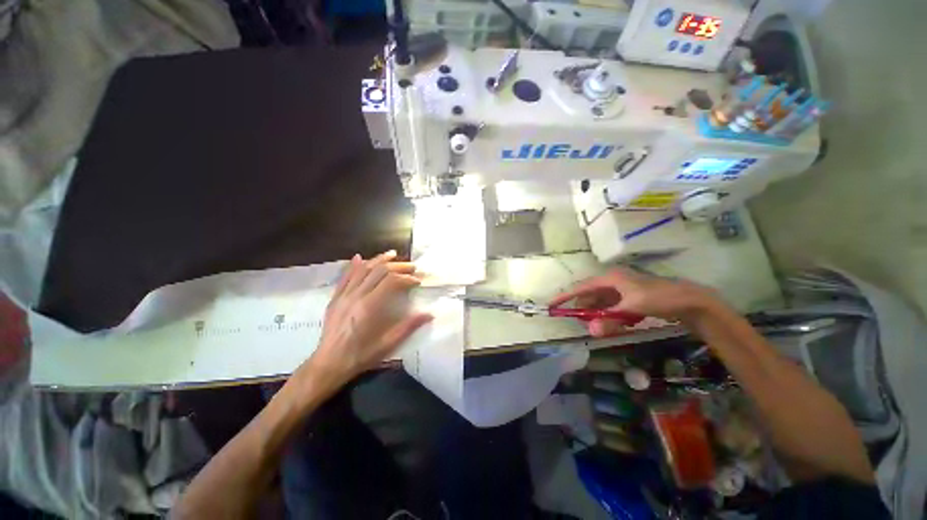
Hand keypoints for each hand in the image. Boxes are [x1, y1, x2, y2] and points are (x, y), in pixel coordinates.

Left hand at [298, 251, 432, 391]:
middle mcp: (356, 296)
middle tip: (412, 267)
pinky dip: (354, 265)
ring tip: (392, 254)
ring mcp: (343, 295)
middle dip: (398, 266)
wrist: (328, 364)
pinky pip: (345, 277)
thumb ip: (408, 326)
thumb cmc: (360, 356)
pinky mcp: (335, 298)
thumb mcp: (387, 344)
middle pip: (379, 271)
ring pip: (362, 269)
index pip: (391, 282)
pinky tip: (360, 257)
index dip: (406, 278)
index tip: (418, 281)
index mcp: (369, 307)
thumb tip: (429, 314)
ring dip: (379, 260)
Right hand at [549, 268, 718, 336]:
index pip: (581, 287)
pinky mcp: (629, 297)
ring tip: (596, 325)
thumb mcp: (632, 309)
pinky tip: (615, 323)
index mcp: (610, 278)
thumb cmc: (658, 298)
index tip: (552, 305)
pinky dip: (610, 315)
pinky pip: (612, 306)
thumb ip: (610, 320)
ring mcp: (621, 289)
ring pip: (601, 302)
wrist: (689, 300)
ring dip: (597, 314)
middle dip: (584, 309)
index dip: (565, 296)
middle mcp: (612, 281)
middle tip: (580, 322)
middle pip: (590, 295)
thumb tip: (591, 331)